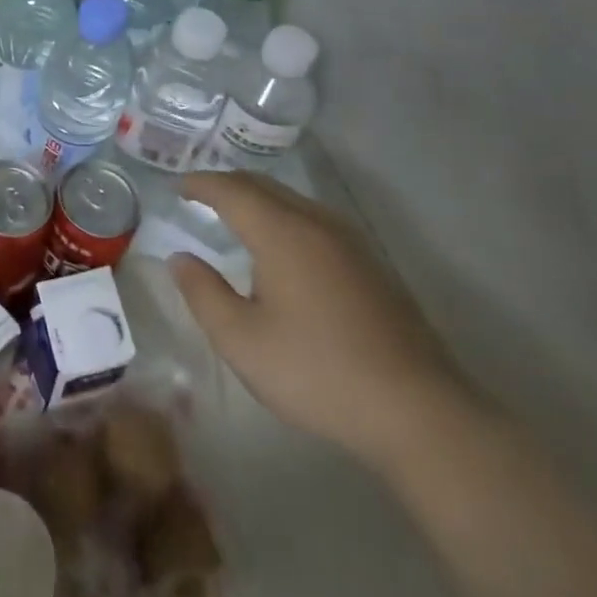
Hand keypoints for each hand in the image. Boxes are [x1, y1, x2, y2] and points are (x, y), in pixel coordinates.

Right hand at [169, 170, 470, 468]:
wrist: (419, 412)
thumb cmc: (317, 373)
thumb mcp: (242, 341)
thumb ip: (203, 294)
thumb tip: (180, 259)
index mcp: (281, 233)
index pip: (231, 190)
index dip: (200, 184)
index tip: (177, 186)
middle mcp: (316, 223)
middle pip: (264, 186)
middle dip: (228, 185)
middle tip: (199, 195)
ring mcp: (350, 242)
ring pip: (293, 200)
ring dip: (259, 199)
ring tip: (236, 215)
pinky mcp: (371, 264)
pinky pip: (314, 219)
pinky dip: (284, 216)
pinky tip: (283, 247)